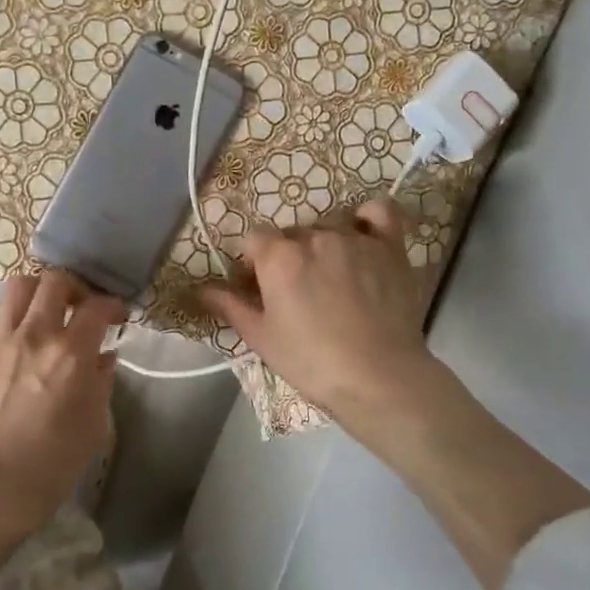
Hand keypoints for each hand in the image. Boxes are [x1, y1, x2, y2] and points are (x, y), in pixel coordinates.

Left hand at [0, 271, 122, 589]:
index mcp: (70, 354)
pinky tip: (8, 337)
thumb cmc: (48, 468)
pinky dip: (2, 318)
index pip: (96, 306)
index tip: (116, 316)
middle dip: (73, 287)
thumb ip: (101, 384)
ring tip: (42, 313)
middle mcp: (34, 336)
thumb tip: (103, 356)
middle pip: (54, 281)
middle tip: (78, 306)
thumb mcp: (92, 430)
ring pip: (16, 288)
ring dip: (36, 294)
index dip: (112, 305)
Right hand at [201, 199, 434, 430]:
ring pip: (328, 228)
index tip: (259, 287)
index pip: (254, 238)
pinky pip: (379, 212)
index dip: (253, 262)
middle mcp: (314, 236)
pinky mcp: (390, 247)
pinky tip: (363, 234)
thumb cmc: (312, 361)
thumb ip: (230, 305)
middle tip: (296, 293)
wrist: (378, 377)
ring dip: (323, 247)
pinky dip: (367, 218)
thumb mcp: (261, 338)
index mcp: (279, 257)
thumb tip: (200, 288)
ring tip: (332, 281)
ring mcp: (355, 239)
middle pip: (292, 235)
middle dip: (288, 257)